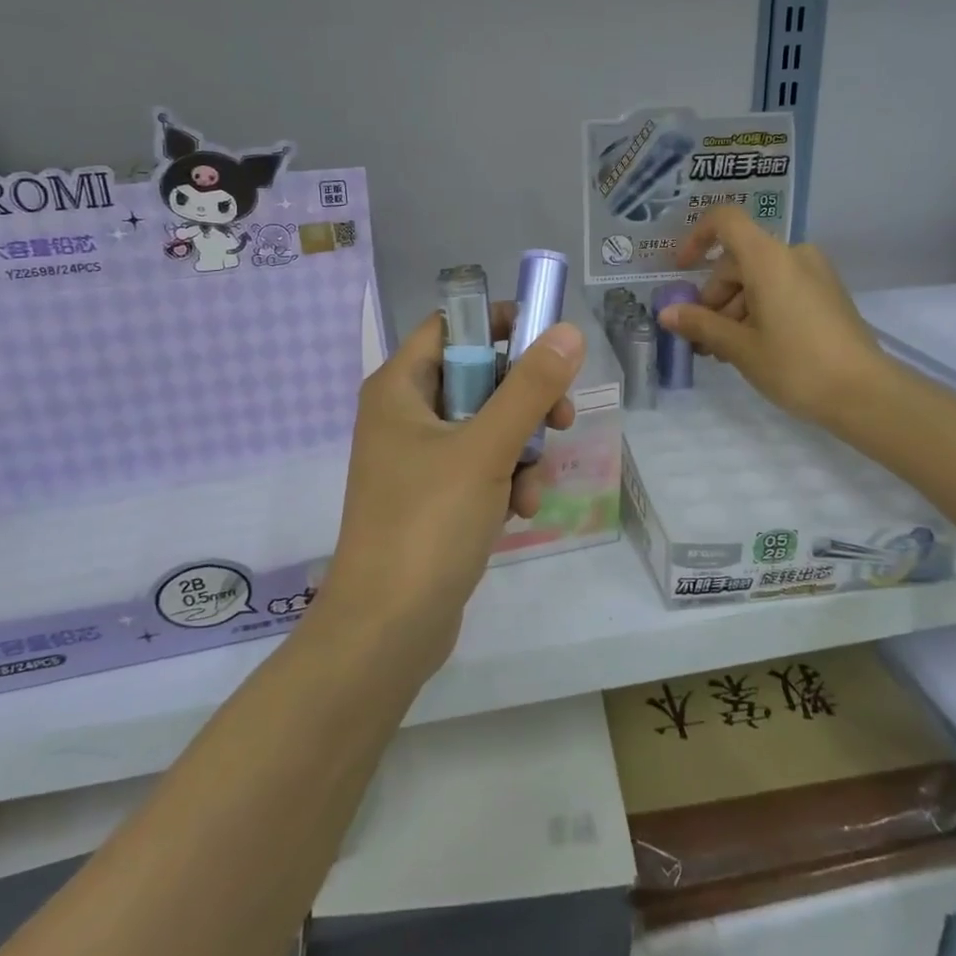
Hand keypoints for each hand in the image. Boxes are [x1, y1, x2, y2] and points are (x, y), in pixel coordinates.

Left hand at [317, 303, 583, 674]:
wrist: (388, 630)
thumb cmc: (428, 524)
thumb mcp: (486, 449)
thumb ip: (530, 388)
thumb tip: (567, 331)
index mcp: (400, 387)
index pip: (452, 325)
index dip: (500, 325)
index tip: (548, 344)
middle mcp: (404, 414)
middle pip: (478, 377)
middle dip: (524, 401)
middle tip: (560, 419)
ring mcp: (418, 459)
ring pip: (487, 427)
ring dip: (521, 450)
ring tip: (530, 488)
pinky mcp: (434, 497)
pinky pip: (481, 468)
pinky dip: (506, 481)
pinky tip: (519, 512)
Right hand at [658, 205, 888, 428]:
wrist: (866, 394)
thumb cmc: (796, 365)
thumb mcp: (740, 347)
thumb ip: (700, 325)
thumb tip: (667, 313)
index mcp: (769, 258)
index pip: (725, 221)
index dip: (696, 239)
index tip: (681, 272)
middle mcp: (793, 255)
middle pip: (738, 260)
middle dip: (714, 297)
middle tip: (702, 340)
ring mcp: (814, 274)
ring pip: (758, 278)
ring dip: (734, 309)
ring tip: (725, 352)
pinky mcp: (827, 294)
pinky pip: (781, 289)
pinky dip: (759, 310)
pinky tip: (752, 347)